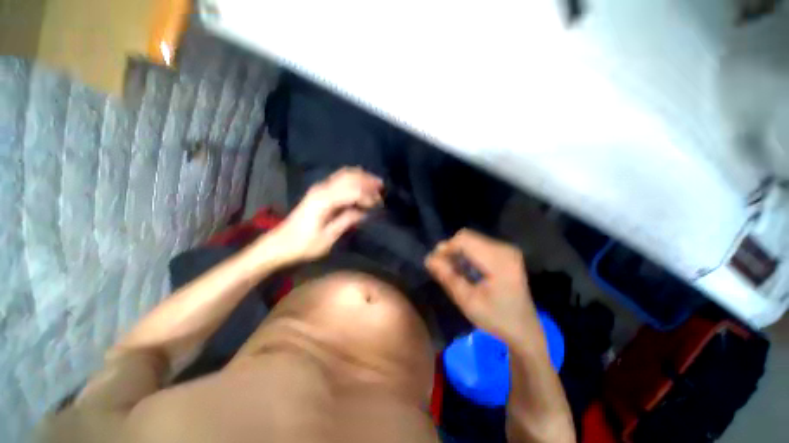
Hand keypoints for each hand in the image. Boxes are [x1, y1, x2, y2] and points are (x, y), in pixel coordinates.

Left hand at [263, 167, 382, 263]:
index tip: (380, 204)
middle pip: (349, 177)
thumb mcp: (328, 237)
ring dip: (361, 177)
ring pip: (344, 174)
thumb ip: (347, 221)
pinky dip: (352, 178)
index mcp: (324, 200)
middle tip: (382, 189)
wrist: (280, 244)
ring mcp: (319, 187)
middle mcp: (322, 189)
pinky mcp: (318, 191)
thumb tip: (365, 211)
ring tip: (375, 184)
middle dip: (368, 181)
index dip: (368, 196)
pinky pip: (339, 178)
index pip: (353, 191)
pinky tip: (360, 183)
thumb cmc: (304, 244)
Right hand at [425, 229, 543, 347]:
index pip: (464, 240)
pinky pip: (477, 245)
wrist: (524, 330)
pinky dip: (466, 255)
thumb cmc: (496, 318)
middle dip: (451, 250)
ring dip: (458, 253)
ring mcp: (506, 249)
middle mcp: (504, 248)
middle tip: (442, 269)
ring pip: (471, 240)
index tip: (435, 264)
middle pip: (467, 237)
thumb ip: (448, 277)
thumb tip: (429, 259)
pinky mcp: (504, 253)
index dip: (446, 249)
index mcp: (499, 259)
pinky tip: (464, 270)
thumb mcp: (468, 301)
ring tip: (452, 271)